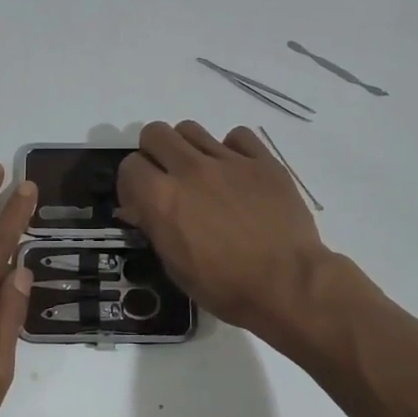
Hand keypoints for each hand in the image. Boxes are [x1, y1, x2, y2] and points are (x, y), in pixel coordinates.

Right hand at [117, 121, 328, 334]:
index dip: (131, 184)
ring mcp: (228, 161)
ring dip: (187, 148)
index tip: (141, 202)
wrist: (288, 285)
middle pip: (155, 133)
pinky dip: (232, 150)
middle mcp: (189, 170)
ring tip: (201, 174)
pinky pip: (237, 136)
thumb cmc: (226, 287)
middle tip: (167, 179)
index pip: (129, 166)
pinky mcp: (263, 160)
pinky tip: (237, 174)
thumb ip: (155, 228)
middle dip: (154, 154)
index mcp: (162, 198)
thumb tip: (142, 209)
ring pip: (191, 129)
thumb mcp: (175, 267)